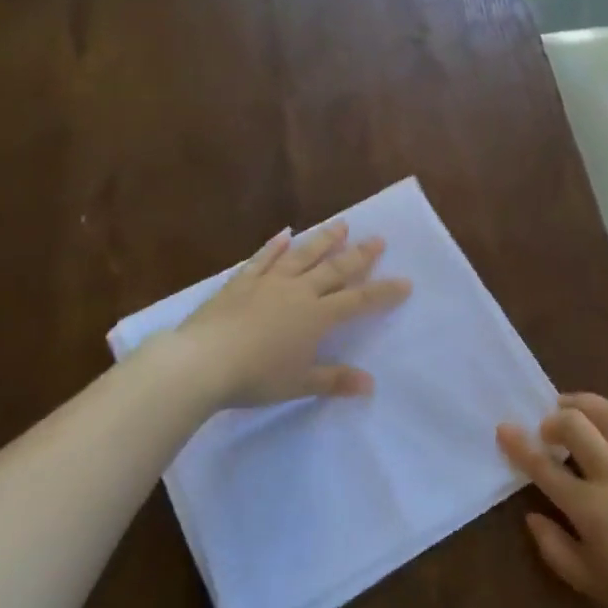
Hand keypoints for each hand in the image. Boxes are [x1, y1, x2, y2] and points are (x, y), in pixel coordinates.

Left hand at [174, 222, 411, 409]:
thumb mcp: (299, 383)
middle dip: (359, 255)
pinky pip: (262, 259)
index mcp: (316, 316)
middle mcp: (297, 291)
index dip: (383, 292)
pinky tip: (283, 234)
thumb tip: (370, 384)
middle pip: (334, 269)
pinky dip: (274, 246)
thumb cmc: (255, 377)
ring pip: (302, 255)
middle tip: (378, 239)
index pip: (358, 300)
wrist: (202, 362)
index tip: (405, 281)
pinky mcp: (240, 282)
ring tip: (341, 224)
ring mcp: (268, 283)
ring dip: (323, 239)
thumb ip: (334, 380)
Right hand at [498, 371, 607, 607]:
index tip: (503, 429)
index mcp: (590, 508)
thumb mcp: (592, 585)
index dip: (519, 446)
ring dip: (583, 402)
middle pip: (575, 427)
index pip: (543, 468)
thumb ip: (556, 548)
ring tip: (568, 403)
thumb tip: (533, 516)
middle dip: (552, 420)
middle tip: (546, 430)